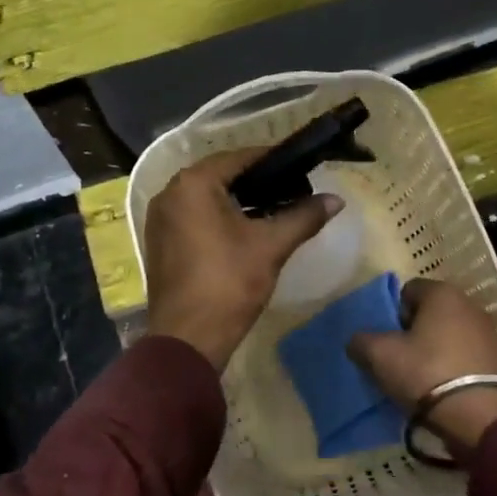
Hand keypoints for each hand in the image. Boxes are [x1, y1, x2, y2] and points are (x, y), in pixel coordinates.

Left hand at [143, 149, 341, 370]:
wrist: (188, 339)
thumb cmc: (229, 283)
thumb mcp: (271, 246)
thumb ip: (304, 216)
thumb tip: (336, 199)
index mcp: (193, 184)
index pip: (240, 157)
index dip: (273, 160)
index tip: (301, 167)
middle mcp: (170, 192)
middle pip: (221, 175)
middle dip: (257, 181)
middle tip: (292, 189)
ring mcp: (160, 218)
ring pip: (206, 197)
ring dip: (238, 200)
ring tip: (274, 210)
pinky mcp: (160, 241)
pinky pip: (193, 216)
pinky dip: (218, 217)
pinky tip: (245, 231)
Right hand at [348, 278, 496, 458]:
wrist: (481, 417)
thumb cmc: (427, 373)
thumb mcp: (380, 356)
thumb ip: (361, 341)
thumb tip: (357, 341)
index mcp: (442, 293)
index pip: (407, 290)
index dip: (391, 313)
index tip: (386, 339)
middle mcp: (469, 304)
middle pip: (429, 313)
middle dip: (413, 332)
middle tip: (399, 359)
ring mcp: (488, 332)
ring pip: (448, 335)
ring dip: (434, 350)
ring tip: (420, 378)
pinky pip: (465, 356)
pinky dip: (453, 367)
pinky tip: (443, 389)